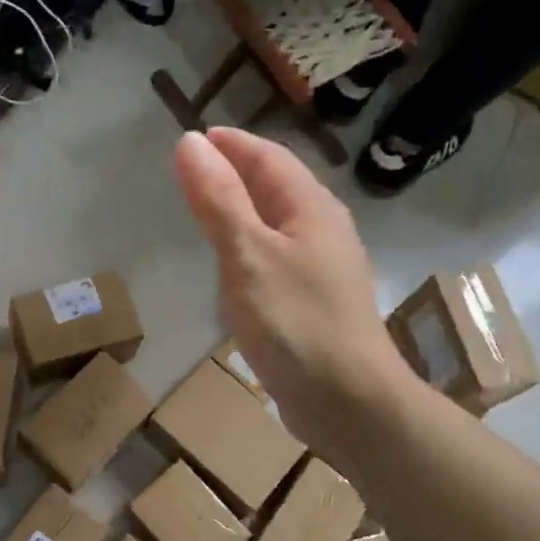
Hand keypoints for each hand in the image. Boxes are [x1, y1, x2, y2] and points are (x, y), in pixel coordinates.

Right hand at [174, 127, 415, 466]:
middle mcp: (324, 230)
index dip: (231, 144)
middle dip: (237, 171)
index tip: (194, 139)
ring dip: (244, 208)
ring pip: (279, 222)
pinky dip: (252, 245)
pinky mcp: (316, 303)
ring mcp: (324, 269)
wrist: (348, 401)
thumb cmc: (296, 323)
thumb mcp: (248, 256)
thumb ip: (219, 200)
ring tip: (208, 209)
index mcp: (311, 208)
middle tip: (194, 171)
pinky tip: (236, 265)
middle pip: (278, 186)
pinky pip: (279, 256)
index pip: (268, 157)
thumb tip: (190, 142)